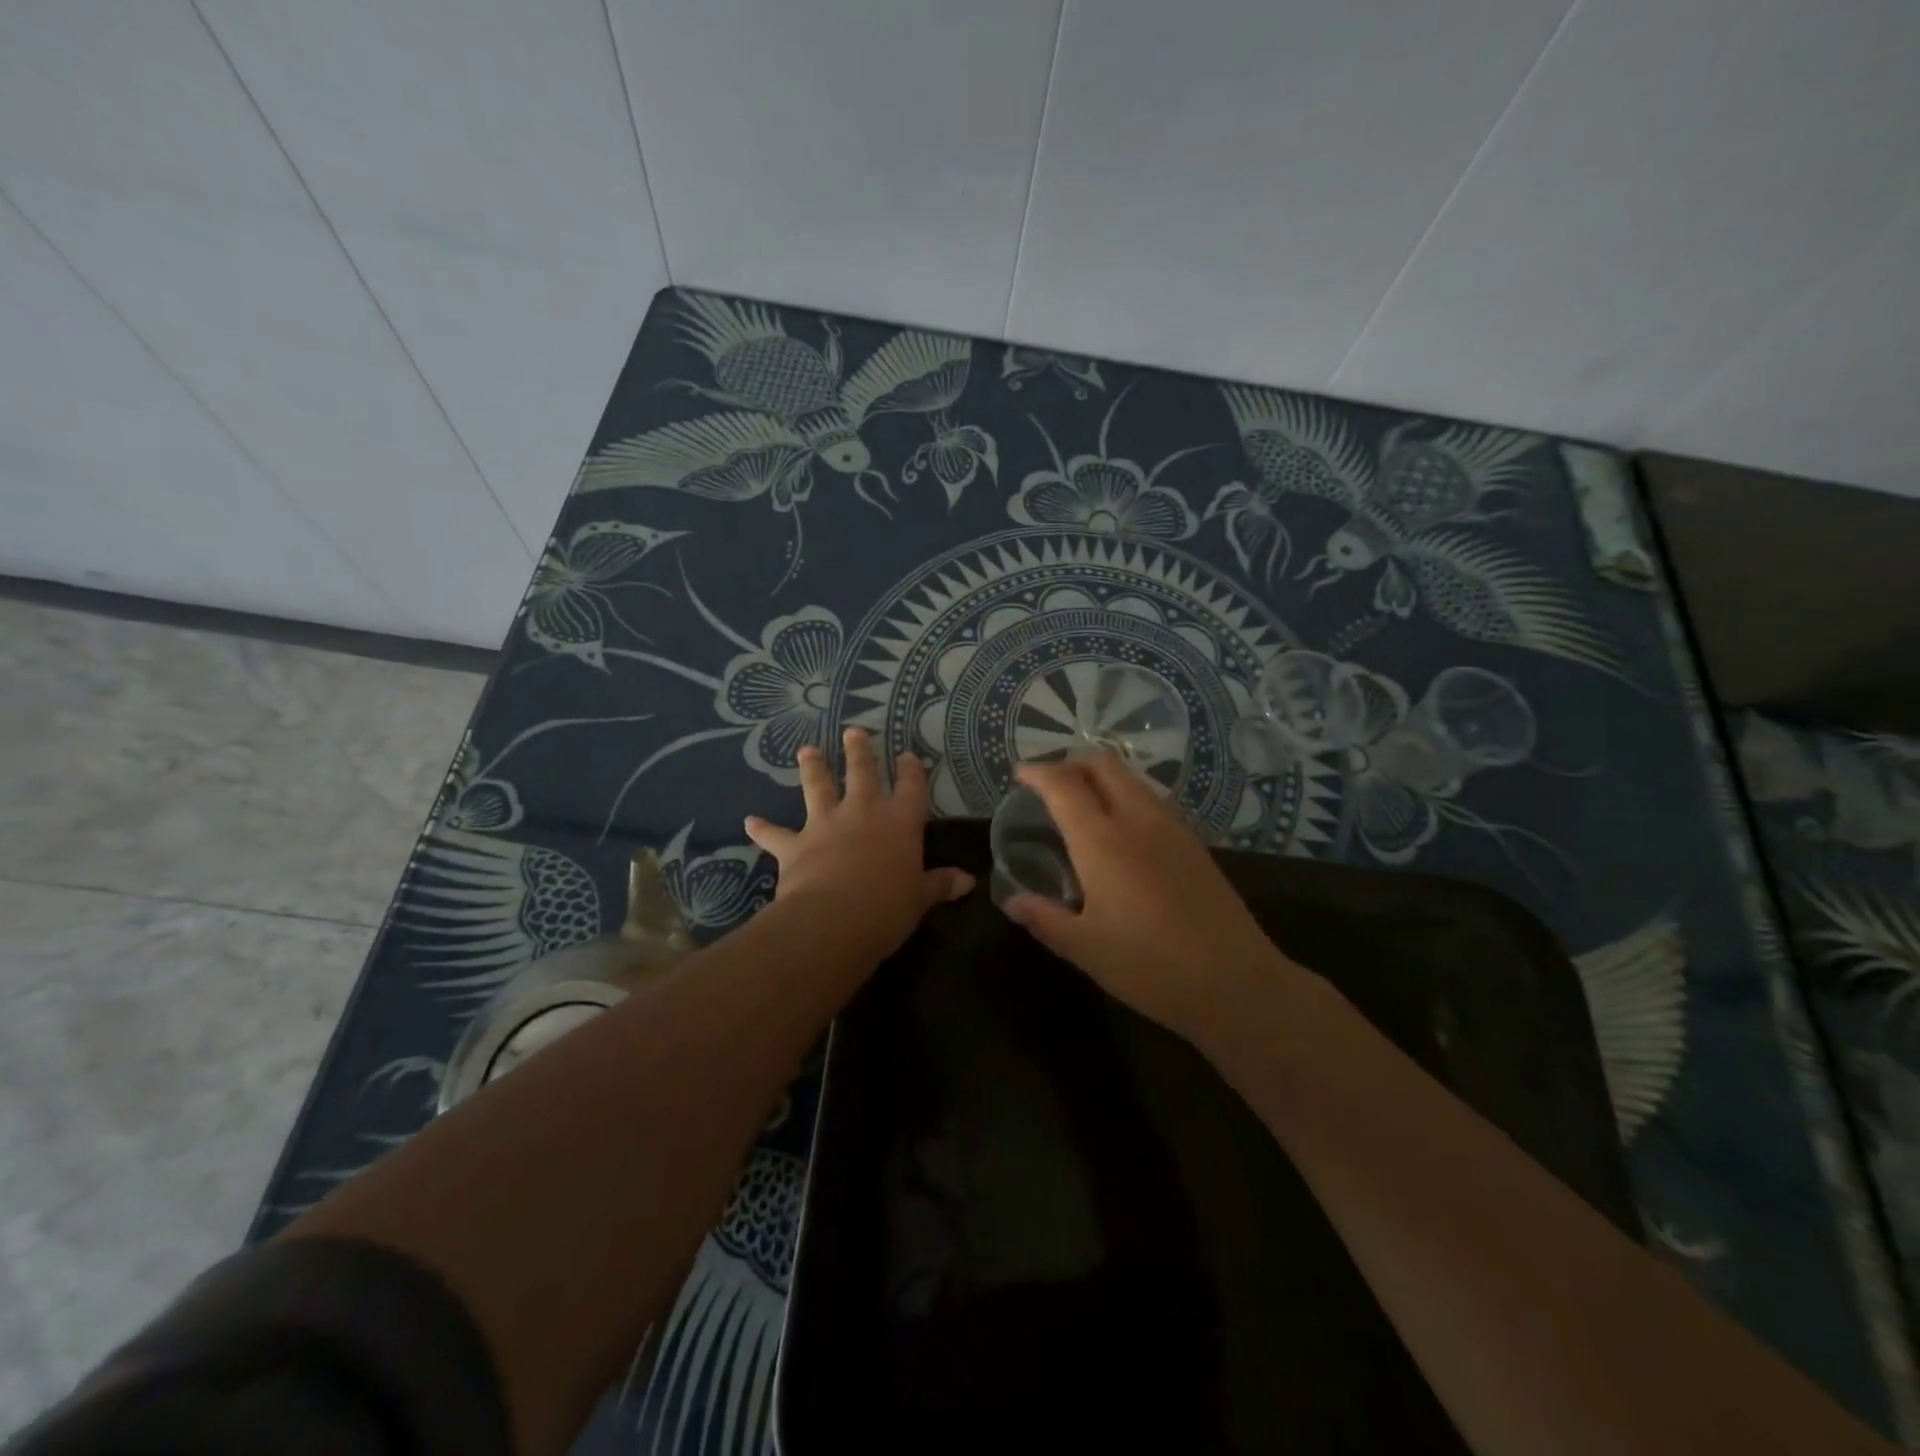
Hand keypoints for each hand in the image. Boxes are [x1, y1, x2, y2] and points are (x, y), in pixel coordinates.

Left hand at [745, 728, 973, 957]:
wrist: (834, 920)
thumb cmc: (888, 908)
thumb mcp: (920, 898)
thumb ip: (940, 884)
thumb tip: (967, 881)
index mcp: (900, 822)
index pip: (910, 787)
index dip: (910, 770)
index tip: (907, 755)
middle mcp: (863, 813)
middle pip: (862, 773)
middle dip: (859, 751)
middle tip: (853, 731)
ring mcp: (826, 824)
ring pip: (818, 787)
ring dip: (812, 768)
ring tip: (806, 750)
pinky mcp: (795, 845)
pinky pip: (775, 834)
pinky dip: (763, 829)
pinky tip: (750, 822)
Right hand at [1003, 753, 1299, 1035]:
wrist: (1235, 981)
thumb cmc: (1149, 965)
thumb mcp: (1085, 948)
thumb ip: (1045, 918)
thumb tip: (1012, 902)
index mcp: (1102, 840)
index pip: (1064, 785)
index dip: (1039, 772)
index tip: (1021, 774)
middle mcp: (1137, 820)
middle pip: (1103, 765)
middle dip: (1071, 763)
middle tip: (1050, 783)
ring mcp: (1172, 827)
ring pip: (1131, 779)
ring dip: (1102, 778)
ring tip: (1082, 804)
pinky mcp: (1194, 843)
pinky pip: (1151, 800)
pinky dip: (1126, 797)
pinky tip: (1121, 832)